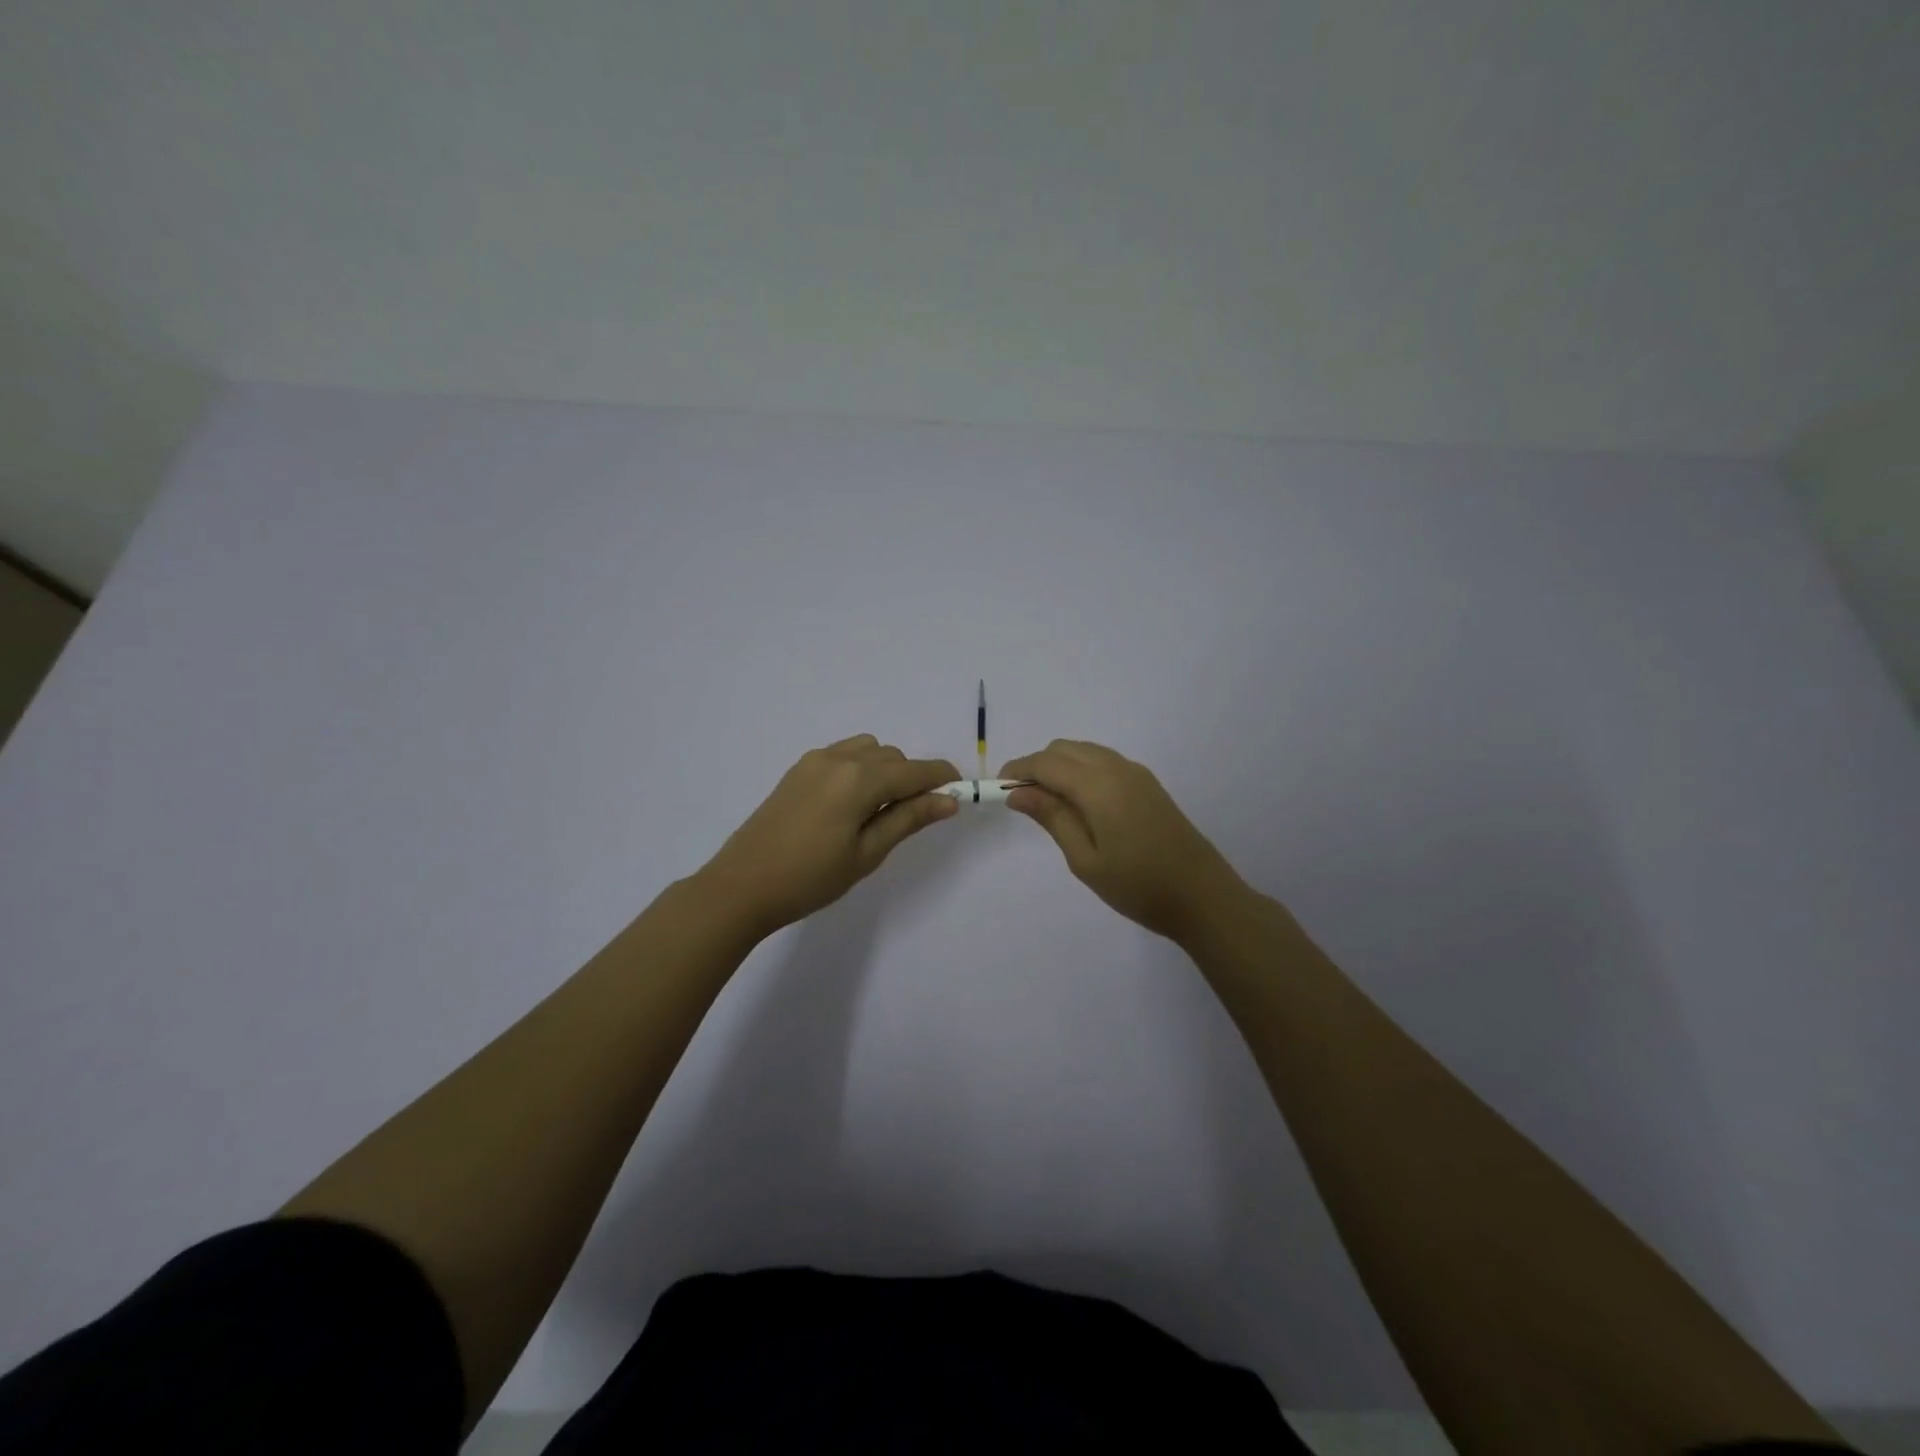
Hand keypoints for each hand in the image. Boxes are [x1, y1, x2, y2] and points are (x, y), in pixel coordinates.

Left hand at [698, 735, 959, 935]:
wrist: (742, 886)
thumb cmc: (810, 878)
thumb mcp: (867, 853)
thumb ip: (909, 819)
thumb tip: (949, 800)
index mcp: (858, 779)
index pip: (914, 770)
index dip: (942, 778)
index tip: (959, 793)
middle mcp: (838, 758)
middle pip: (892, 757)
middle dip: (912, 778)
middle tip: (915, 816)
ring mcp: (814, 761)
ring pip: (868, 751)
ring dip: (885, 770)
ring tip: (880, 811)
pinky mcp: (798, 769)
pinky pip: (843, 755)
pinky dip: (860, 769)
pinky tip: (852, 804)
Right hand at [1000, 740, 1246, 942]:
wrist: (1202, 897)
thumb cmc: (1138, 886)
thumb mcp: (1085, 859)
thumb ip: (1052, 818)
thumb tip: (1017, 793)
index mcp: (1099, 785)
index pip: (1046, 763)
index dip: (1018, 770)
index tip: (998, 789)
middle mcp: (1117, 768)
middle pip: (1064, 749)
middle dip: (1037, 766)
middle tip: (1022, 802)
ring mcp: (1136, 773)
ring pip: (1084, 751)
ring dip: (1059, 767)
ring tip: (1048, 805)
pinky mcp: (1148, 783)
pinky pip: (1103, 761)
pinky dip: (1081, 770)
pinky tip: (1079, 804)